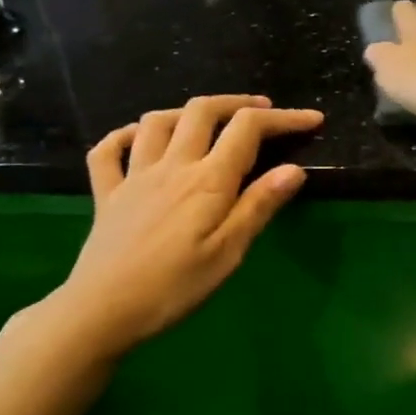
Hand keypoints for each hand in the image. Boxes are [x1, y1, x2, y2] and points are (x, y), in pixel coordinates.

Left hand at [53, 95, 323, 357]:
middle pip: (202, 111)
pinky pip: (108, 150)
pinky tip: (138, 138)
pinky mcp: (107, 194)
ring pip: (157, 121)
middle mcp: (171, 166)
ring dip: (186, 112)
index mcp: (207, 180)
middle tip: (262, 112)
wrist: (103, 310)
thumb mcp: (228, 253)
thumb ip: (259, 206)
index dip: (283, 118)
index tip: (312, 120)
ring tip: (207, 121)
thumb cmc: (174, 287)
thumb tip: (294, 168)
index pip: (248, 130)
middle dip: (237, 103)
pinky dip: (125, 135)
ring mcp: (134, 176)